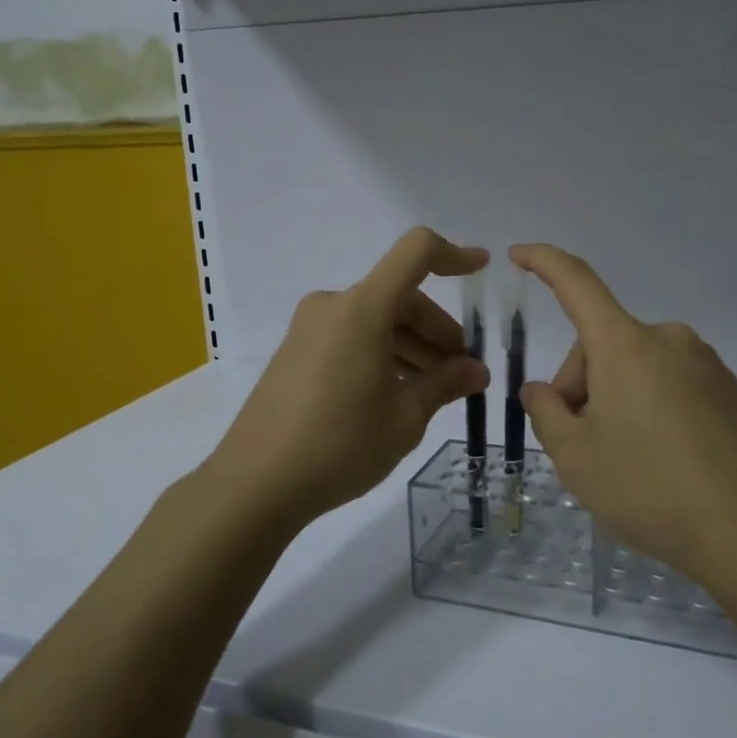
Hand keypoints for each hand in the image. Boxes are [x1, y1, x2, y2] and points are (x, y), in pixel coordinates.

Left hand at [208, 229, 489, 526]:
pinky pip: (352, 337)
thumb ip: (445, 384)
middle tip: (462, 373)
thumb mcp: (405, 417)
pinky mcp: (297, 352)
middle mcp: (335, 306)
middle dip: (438, 330)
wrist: (254, 484)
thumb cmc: (340, 445)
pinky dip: (383, 353)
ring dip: (412, 346)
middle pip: (400, 297)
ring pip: (377, 320)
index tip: (482, 268)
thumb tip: (476, 370)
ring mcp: (310, 328)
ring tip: (434, 391)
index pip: (416, 253)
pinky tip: (397, 394)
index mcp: (362, 308)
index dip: (454, 255)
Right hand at [511, 243, 736, 580]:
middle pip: (602, 343)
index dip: (543, 262)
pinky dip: (649, 402)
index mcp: (625, 345)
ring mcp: (702, 362)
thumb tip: (542, 391)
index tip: (518, 254)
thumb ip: (546, 412)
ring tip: (623, 456)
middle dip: (581, 382)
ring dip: (615, 394)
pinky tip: (659, 454)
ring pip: (635, 364)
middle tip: (581, 442)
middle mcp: (666, 339)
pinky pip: (669, 379)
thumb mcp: (575, 457)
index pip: (576, 283)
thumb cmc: (647, 488)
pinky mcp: (726, 388)